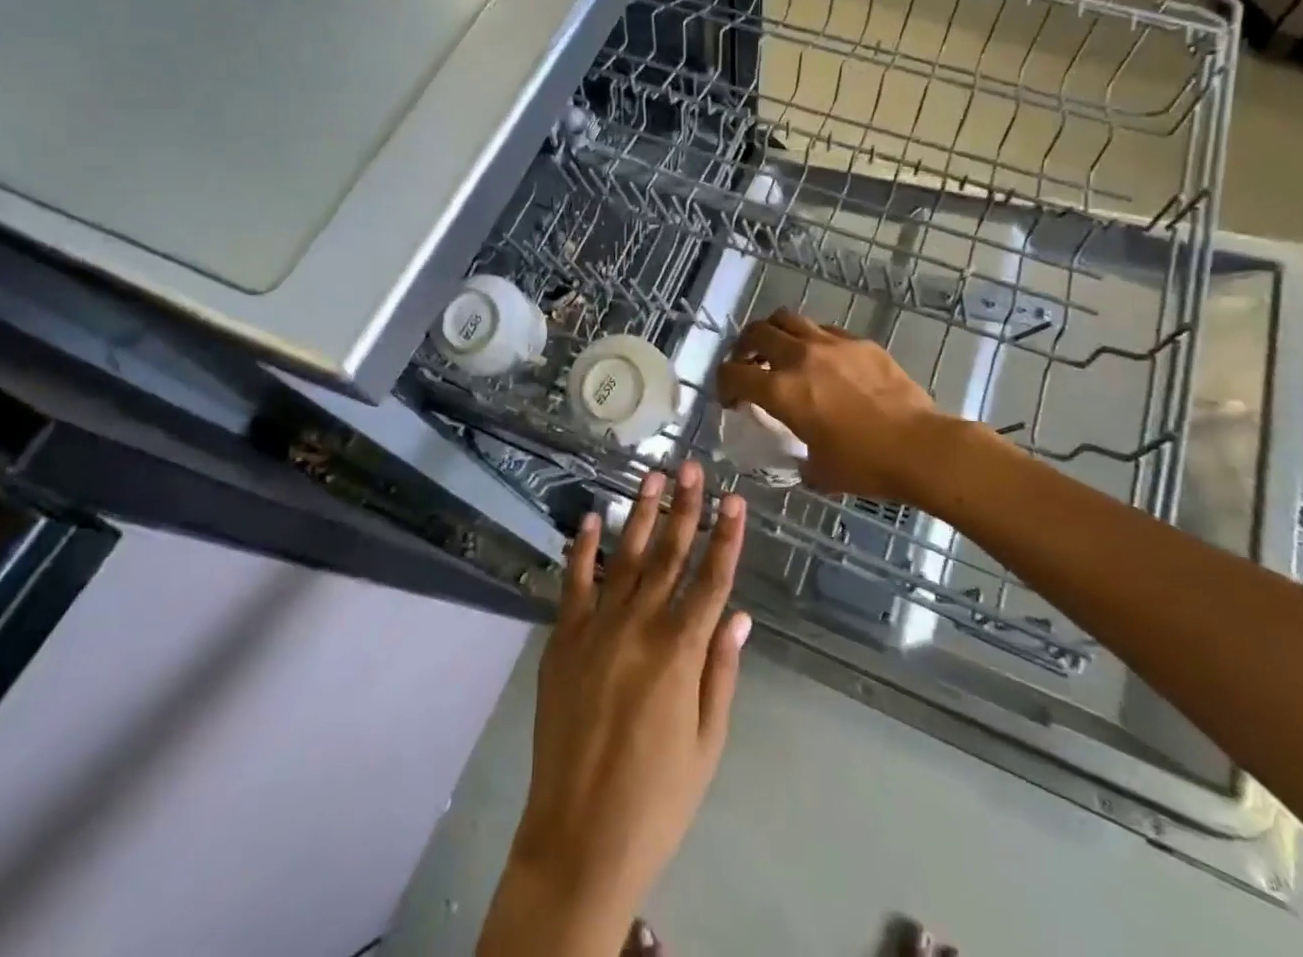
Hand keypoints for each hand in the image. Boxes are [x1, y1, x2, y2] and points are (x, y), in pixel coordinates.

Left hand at [478, 463, 748, 956]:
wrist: (579, 836)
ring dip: (640, 514)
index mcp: (681, 652)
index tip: (736, 500)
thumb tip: (739, 614)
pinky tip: (589, 518)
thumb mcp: (707, 742)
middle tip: (693, 467)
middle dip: (685, 508)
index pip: (712, 580)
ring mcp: (597, 627)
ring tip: (652, 477)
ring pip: (625, 557)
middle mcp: (639, 626)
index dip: (727, 537)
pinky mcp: (563, 638)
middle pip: (669, 555)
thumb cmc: (657, 797)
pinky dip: (581, 548)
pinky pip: (575, 582)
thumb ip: (721, 671)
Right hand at [716, 309, 966, 502]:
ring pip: (788, 318)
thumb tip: (801, 457)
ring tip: (780, 351)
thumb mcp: (818, 470)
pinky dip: (811, 339)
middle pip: (756, 332)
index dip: (723, 385)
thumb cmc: (865, 465)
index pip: (733, 373)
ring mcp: (831, 344)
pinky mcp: (860, 342)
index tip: (731, 400)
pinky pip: (824, 329)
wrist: (920, 447)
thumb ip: (798, 457)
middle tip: (748, 364)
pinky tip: (822, 360)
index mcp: (781, 390)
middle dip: (743, 347)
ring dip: (775, 333)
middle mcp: (800, 357)